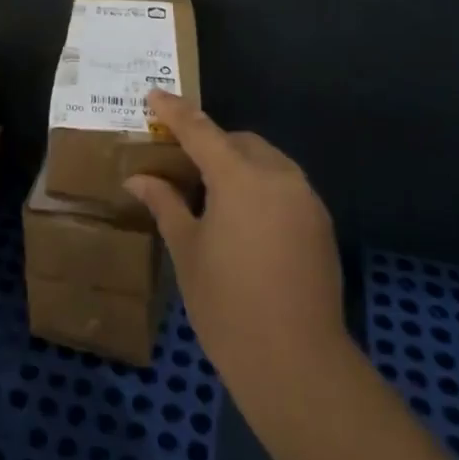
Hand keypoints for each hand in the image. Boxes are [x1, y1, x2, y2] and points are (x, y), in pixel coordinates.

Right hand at [125, 91, 344, 393]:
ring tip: (213, 195)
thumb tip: (138, 178)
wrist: (298, 364)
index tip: (154, 94)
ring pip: (266, 161)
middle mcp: (278, 175)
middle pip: (238, 142)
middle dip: (211, 144)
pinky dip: (262, 187)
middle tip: (182, 164)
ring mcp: (305, 198)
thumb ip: (165, 204)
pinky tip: (245, 221)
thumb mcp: (187, 251)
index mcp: (239, 176)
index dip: (175, 111)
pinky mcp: (320, 223)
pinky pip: (285, 186)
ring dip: (239, 164)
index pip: (200, 129)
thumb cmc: (228, 305)